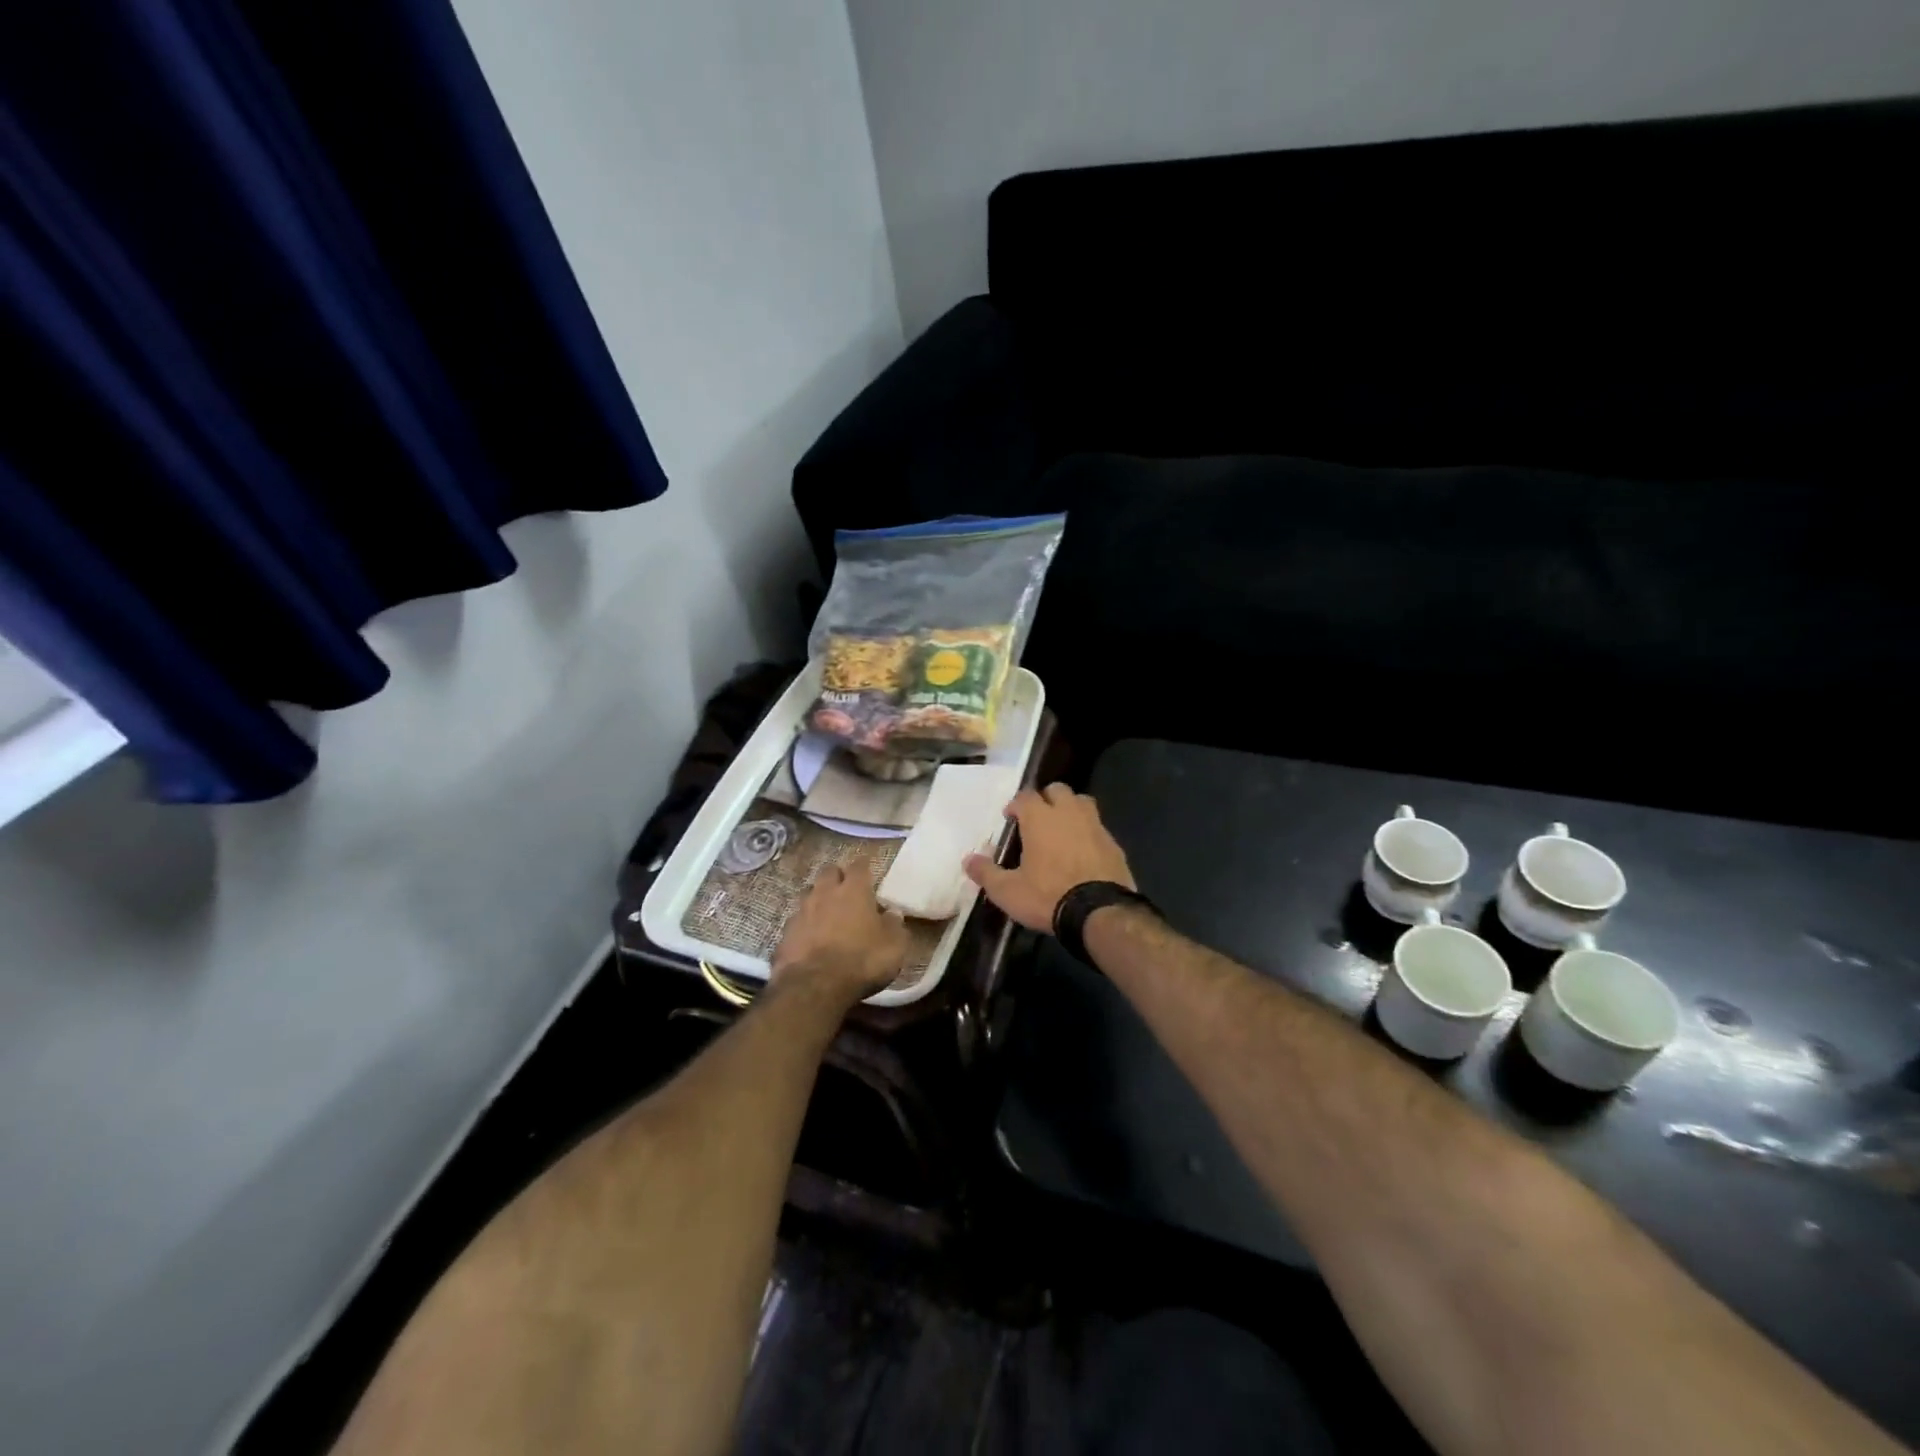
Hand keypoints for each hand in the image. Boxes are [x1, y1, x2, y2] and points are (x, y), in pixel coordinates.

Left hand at [771, 864, 910, 1003]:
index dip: (864, 866)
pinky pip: (796, 921)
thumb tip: (893, 914)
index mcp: (854, 890)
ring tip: (826, 912)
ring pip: (808, 894)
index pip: (859, 866)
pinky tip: (809, 938)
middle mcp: (825, 893)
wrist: (815, 986)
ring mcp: (801, 912)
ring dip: (817, 899)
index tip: (868, 868)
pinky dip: (804, 925)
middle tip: (846, 888)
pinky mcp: (785, 934)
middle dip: (837, 876)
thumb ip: (894, 926)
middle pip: (828, 872)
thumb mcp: (894, 946)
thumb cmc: (862, 960)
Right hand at [964, 784, 1134, 932]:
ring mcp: (1095, 825)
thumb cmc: (1048, 896)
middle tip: (1037, 820)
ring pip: (1082, 802)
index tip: (1010, 819)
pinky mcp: (1114, 843)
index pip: (1025, 796)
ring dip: (1070, 809)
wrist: (1100, 912)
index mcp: (1040, 818)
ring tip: (1062, 830)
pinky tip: (1083, 852)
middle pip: (1057, 790)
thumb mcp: (1008, 891)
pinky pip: (1098, 827)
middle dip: (1045, 799)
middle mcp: (1068, 813)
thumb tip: (968, 860)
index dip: (1015, 805)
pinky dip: (1088, 832)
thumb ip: (986, 872)